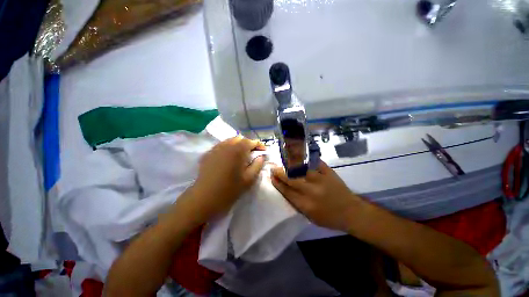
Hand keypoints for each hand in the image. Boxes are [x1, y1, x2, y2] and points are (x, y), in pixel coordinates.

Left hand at [188, 136, 265, 220]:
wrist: (205, 198)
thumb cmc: (230, 189)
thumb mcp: (249, 179)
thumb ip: (258, 165)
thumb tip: (261, 156)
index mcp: (237, 150)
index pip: (251, 141)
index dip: (259, 145)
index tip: (264, 151)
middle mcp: (226, 145)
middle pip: (240, 139)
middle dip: (248, 144)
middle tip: (252, 154)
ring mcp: (215, 148)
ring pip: (229, 141)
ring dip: (238, 145)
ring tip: (240, 156)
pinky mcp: (208, 154)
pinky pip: (221, 146)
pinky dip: (228, 149)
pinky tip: (228, 159)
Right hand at [271, 161, 362, 231]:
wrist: (351, 212)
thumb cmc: (329, 218)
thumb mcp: (310, 217)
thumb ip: (296, 203)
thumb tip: (285, 189)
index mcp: (306, 204)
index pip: (286, 191)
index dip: (277, 183)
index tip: (271, 177)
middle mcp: (311, 191)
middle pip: (290, 178)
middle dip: (279, 172)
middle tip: (273, 167)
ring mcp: (321, 179)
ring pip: (300, 169)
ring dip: (289, 164)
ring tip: (283, 160)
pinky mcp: (329, 172)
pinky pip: (315, 162)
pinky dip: (306, 158)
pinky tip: (299, 155)